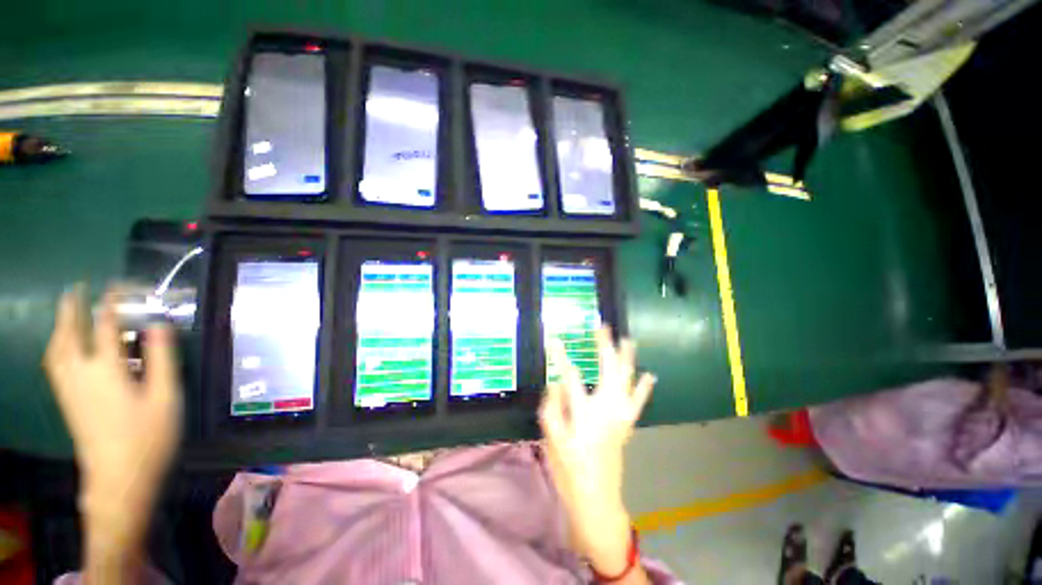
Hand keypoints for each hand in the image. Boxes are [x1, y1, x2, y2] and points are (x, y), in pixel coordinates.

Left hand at [43, 285, 181, 555]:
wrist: (119, 479)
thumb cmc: (148, 437)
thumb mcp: (166, 398)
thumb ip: (163, 360)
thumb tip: (158, 327)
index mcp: (106, 371)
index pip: (104, 327)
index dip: (110, 304)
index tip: (116, 287)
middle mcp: (80, 374)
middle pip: (68, 334)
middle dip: (71, 309)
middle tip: (76, 289)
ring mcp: (70, 390)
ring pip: (56, 350)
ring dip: (60, 326)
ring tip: (66, 313)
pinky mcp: (67, 402)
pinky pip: (55, 365)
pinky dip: (57, 347)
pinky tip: (63, 348)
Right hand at [539, 326, 654, 579]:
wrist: (596, 498)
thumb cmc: (569, 469)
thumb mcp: (552, 439)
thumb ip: (553, 408)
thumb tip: (556, 382)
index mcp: (584, 414)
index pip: (571, 377)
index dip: (562, 357)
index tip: (556, 340)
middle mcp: (606, 410)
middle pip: (608, 370)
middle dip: (605, 347)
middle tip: (602, 328)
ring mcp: (621, 417)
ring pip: (627, 381)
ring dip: (627, 359)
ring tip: (627, 340)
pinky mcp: (627, 425)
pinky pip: (638, 402)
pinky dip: (643, 387)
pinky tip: (649, 375)